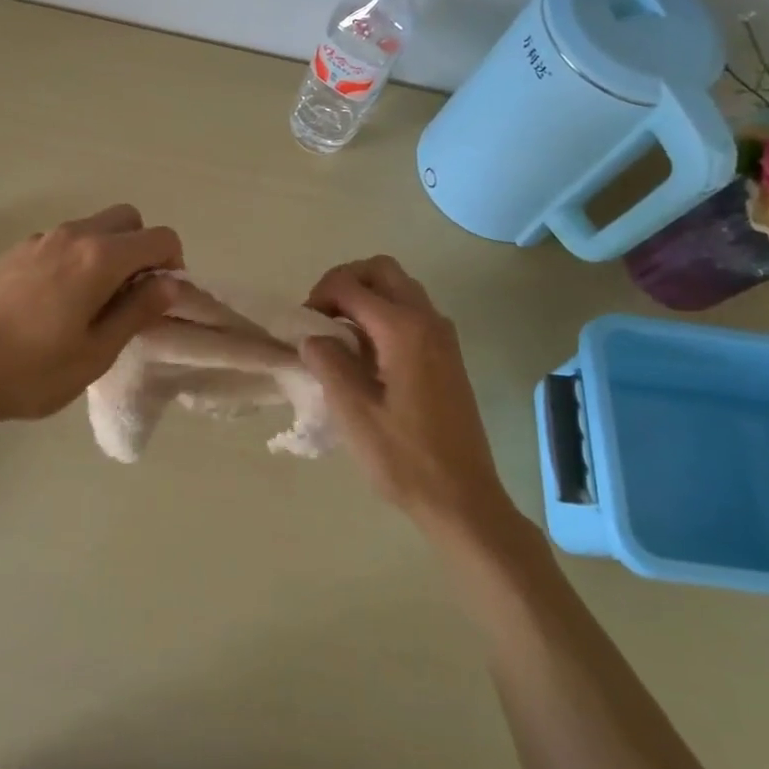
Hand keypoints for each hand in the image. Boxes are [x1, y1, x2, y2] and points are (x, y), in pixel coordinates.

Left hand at [0, 205, 183, 427]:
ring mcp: (39, 239)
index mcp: (98, 257)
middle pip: (127, 220)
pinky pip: (62, 241)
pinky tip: (56, 301)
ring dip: (108, 252)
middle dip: (141, 249)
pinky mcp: (15, 250)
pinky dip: (77, 257)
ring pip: (92, 227)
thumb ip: (138, 310)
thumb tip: (171, 282)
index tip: (160, 297)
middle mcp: (71, 235)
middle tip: (131, 294)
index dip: (172, 263)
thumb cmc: (31, 371)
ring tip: (93, 301)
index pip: (159, 237)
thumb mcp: (96, 352)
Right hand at [301, 257, 519, 539]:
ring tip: (341, 335)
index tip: (303, 328)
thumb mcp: (353, 413)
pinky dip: (385, 313)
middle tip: (322, 316)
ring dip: (366, 296)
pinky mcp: (448, 354)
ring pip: (399, 287)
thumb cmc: (404, 459)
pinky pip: (412, 311)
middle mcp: (427, 320)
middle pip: (381, 270)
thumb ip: (328, 363)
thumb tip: (313, 337)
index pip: (350, 285)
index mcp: (403, 330)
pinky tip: (368, 354)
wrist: (464, 499)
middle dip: (345, 282)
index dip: (319, 296)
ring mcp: (443, 336)